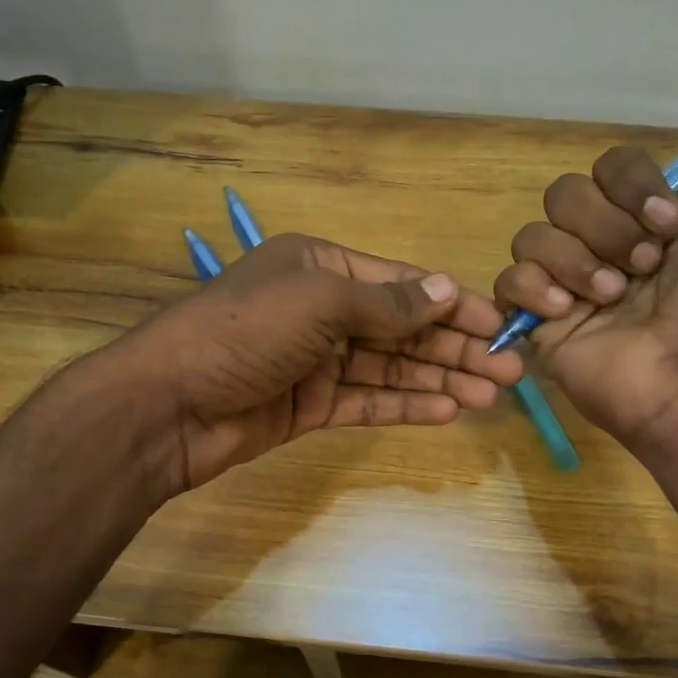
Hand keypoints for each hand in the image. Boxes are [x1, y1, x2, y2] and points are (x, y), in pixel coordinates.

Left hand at [118, 233, 524, 491]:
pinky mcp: (308, 406)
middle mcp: (322, 310)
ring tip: (490, 395)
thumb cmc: (245, 332)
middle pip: (402, 329)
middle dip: (454, 348)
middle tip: (509, 371)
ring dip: (439, 379)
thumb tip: (446, 288)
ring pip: (390, 369)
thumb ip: (386, 302)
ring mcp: (315, 361)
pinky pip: (366, 402)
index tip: (500, 324)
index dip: (452, 304)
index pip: (401, 284)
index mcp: (321, 267)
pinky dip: (404, 406)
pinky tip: (447, 411)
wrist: (168, 404)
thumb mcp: (318, 301)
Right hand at [493, 83, 677, 444]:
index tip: (670, 225)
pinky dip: (534, 289)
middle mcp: (603, 245)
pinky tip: (568, 313)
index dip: (634, 186)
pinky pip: (508, 280)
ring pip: (533, 234)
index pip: (610, 165)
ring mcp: (566, 284)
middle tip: (643, 270)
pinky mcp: (536, 321)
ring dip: (575, 262)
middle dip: (606, 228)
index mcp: (647, 220)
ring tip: (611, 299)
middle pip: (565, 193)